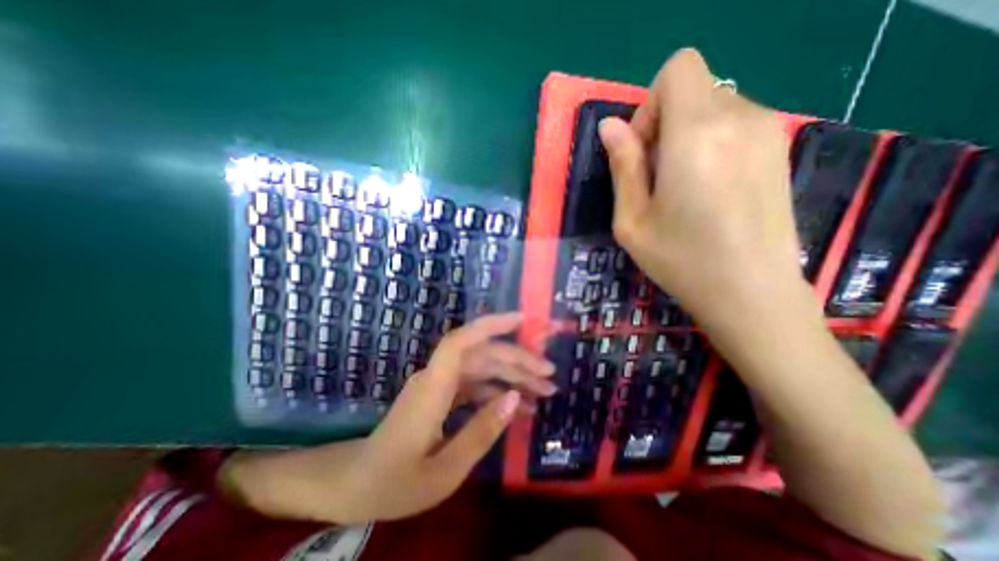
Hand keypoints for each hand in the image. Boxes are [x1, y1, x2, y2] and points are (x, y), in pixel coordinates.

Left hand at [221, 314, 552, 522]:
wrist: (354, 485)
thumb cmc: (394, 482)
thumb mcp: (443, 471)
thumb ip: (481, 432)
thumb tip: (515, 397)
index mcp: (433, 387)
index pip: (462, 341)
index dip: (491, 324)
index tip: (523, 320)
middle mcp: (438, 377)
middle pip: (482, 355)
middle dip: (518, 360)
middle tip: (550, 376)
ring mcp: (440, 384)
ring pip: (483, 368)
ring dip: (513, 376)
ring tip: (544, 391)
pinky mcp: (443, 395)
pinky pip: (476, 386)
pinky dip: (498, 393)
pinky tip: (520, 406)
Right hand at [596, 49, 806, 329]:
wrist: (751, 292)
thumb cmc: (680, 260)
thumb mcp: (631, 220)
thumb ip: (622, 166)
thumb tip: (610, 125)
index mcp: (696, 135)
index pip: (678, 68)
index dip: (650, 105)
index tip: (643, 151)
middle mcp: (740, 118)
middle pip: (693, 89)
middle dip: (664, 124)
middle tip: (657, 178)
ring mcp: (768, 131)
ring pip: (713, 106)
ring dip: (686, 136)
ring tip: (682, 188)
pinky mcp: (779, 148)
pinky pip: (734, 124)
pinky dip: (710, 143)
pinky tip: (709, 189)